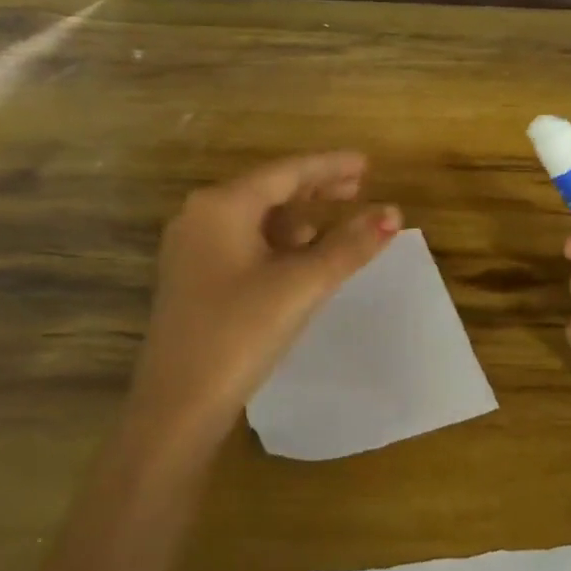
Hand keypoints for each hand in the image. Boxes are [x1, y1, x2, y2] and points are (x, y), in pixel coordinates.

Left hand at [134, 152, 400, 444]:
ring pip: (257, 218)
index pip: (287, 172)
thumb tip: (394, 213)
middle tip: (360, 186)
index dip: (331, 166)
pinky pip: (245, 242)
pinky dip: (279, 243)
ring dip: (299, 217)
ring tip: (337, 224)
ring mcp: (193, 248)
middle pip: (270, 189)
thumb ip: (349, 246)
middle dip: (316, 188)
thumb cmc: (238, 333)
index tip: (367, 164)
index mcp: (222, 206)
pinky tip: (302, 257)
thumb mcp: (301, 285)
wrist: (176, 406)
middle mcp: (201, 216)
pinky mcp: (194, 277)